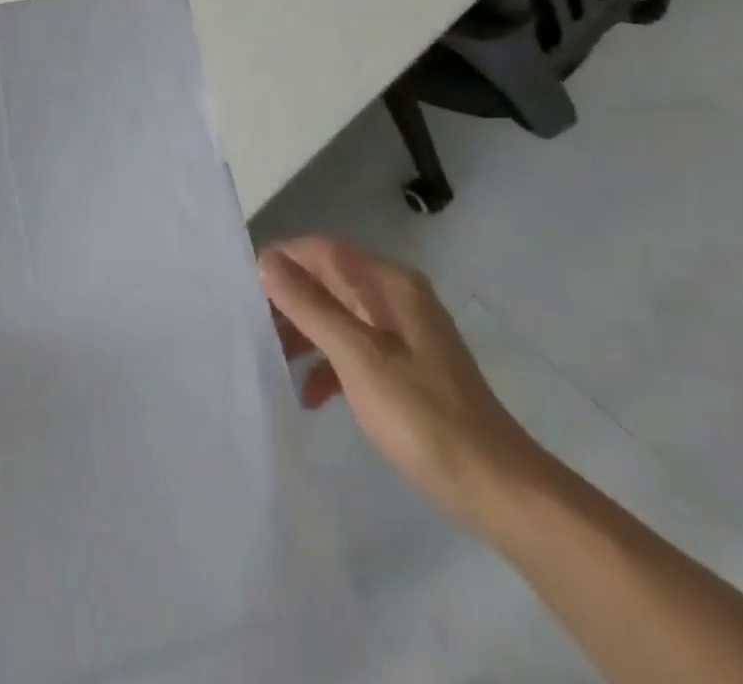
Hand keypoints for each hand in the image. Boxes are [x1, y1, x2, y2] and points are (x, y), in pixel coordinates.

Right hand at [261, 237, 545, 533]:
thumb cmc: (424, 417)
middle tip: (251, 328)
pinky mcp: (405, 370)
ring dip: (305, 333)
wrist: (497, 490)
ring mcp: (403, 335)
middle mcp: (396, 298)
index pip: (325, 251)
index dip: (284, 260)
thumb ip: (311, 306)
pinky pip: (355, 350)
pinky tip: (310, 396)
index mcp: (390, 284)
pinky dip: (328, 365)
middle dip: (290, 300)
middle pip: (331, 282)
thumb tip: (267, 259)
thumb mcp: (358, 357)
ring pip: (339, 317)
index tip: (245, 287)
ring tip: (271, 361)